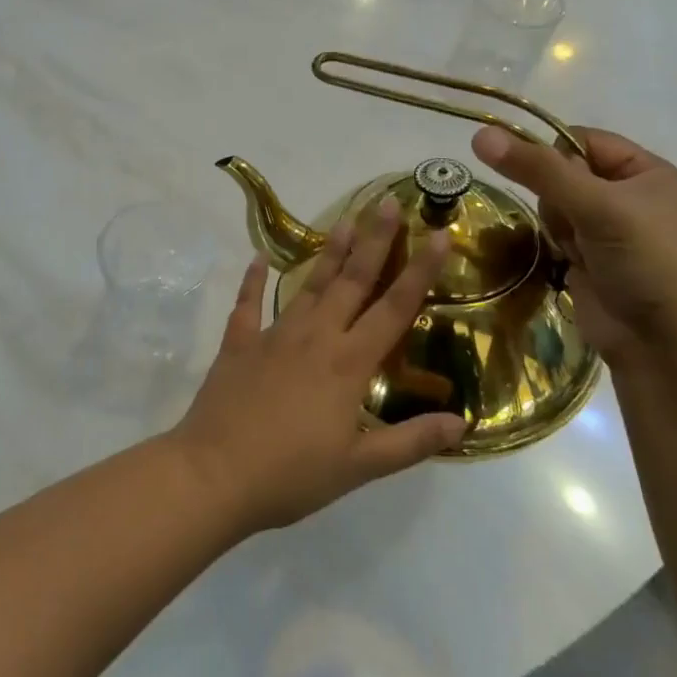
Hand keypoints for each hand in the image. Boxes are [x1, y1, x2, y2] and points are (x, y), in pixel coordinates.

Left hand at [168, 201, 465, 533]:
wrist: (214, 473)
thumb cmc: (292, 475)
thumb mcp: (359, 467)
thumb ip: (411, 442)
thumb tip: (462, 424)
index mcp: (348, 364)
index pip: (394, 309)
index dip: (420, 272)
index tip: (439, 235)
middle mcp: (314, 337)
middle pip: (351, 282)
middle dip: (374, 240)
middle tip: (387, 202)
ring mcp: (272, 335)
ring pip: (307, 285)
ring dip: (328, 252)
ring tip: (344, 220)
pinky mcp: (238, 344)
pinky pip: (247, 304)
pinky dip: (253, 280)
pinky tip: (259, 257)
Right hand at [471, 125, 676, 372]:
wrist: (669, 345)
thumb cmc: (647, 262)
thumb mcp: (596, 206)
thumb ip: (537, 169)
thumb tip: (480, 134)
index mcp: (645, 170)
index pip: (580, 139)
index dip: (552, 154)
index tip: (539, 178)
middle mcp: (627, 194)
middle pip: (561, 174)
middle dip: (555, 198)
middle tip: (573, 224)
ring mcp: (608, 229)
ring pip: (553, 206)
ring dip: (556, 226)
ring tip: (576, 251)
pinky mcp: (590, 259)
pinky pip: (555, 235)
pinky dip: (555, 245)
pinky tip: (569, 263)